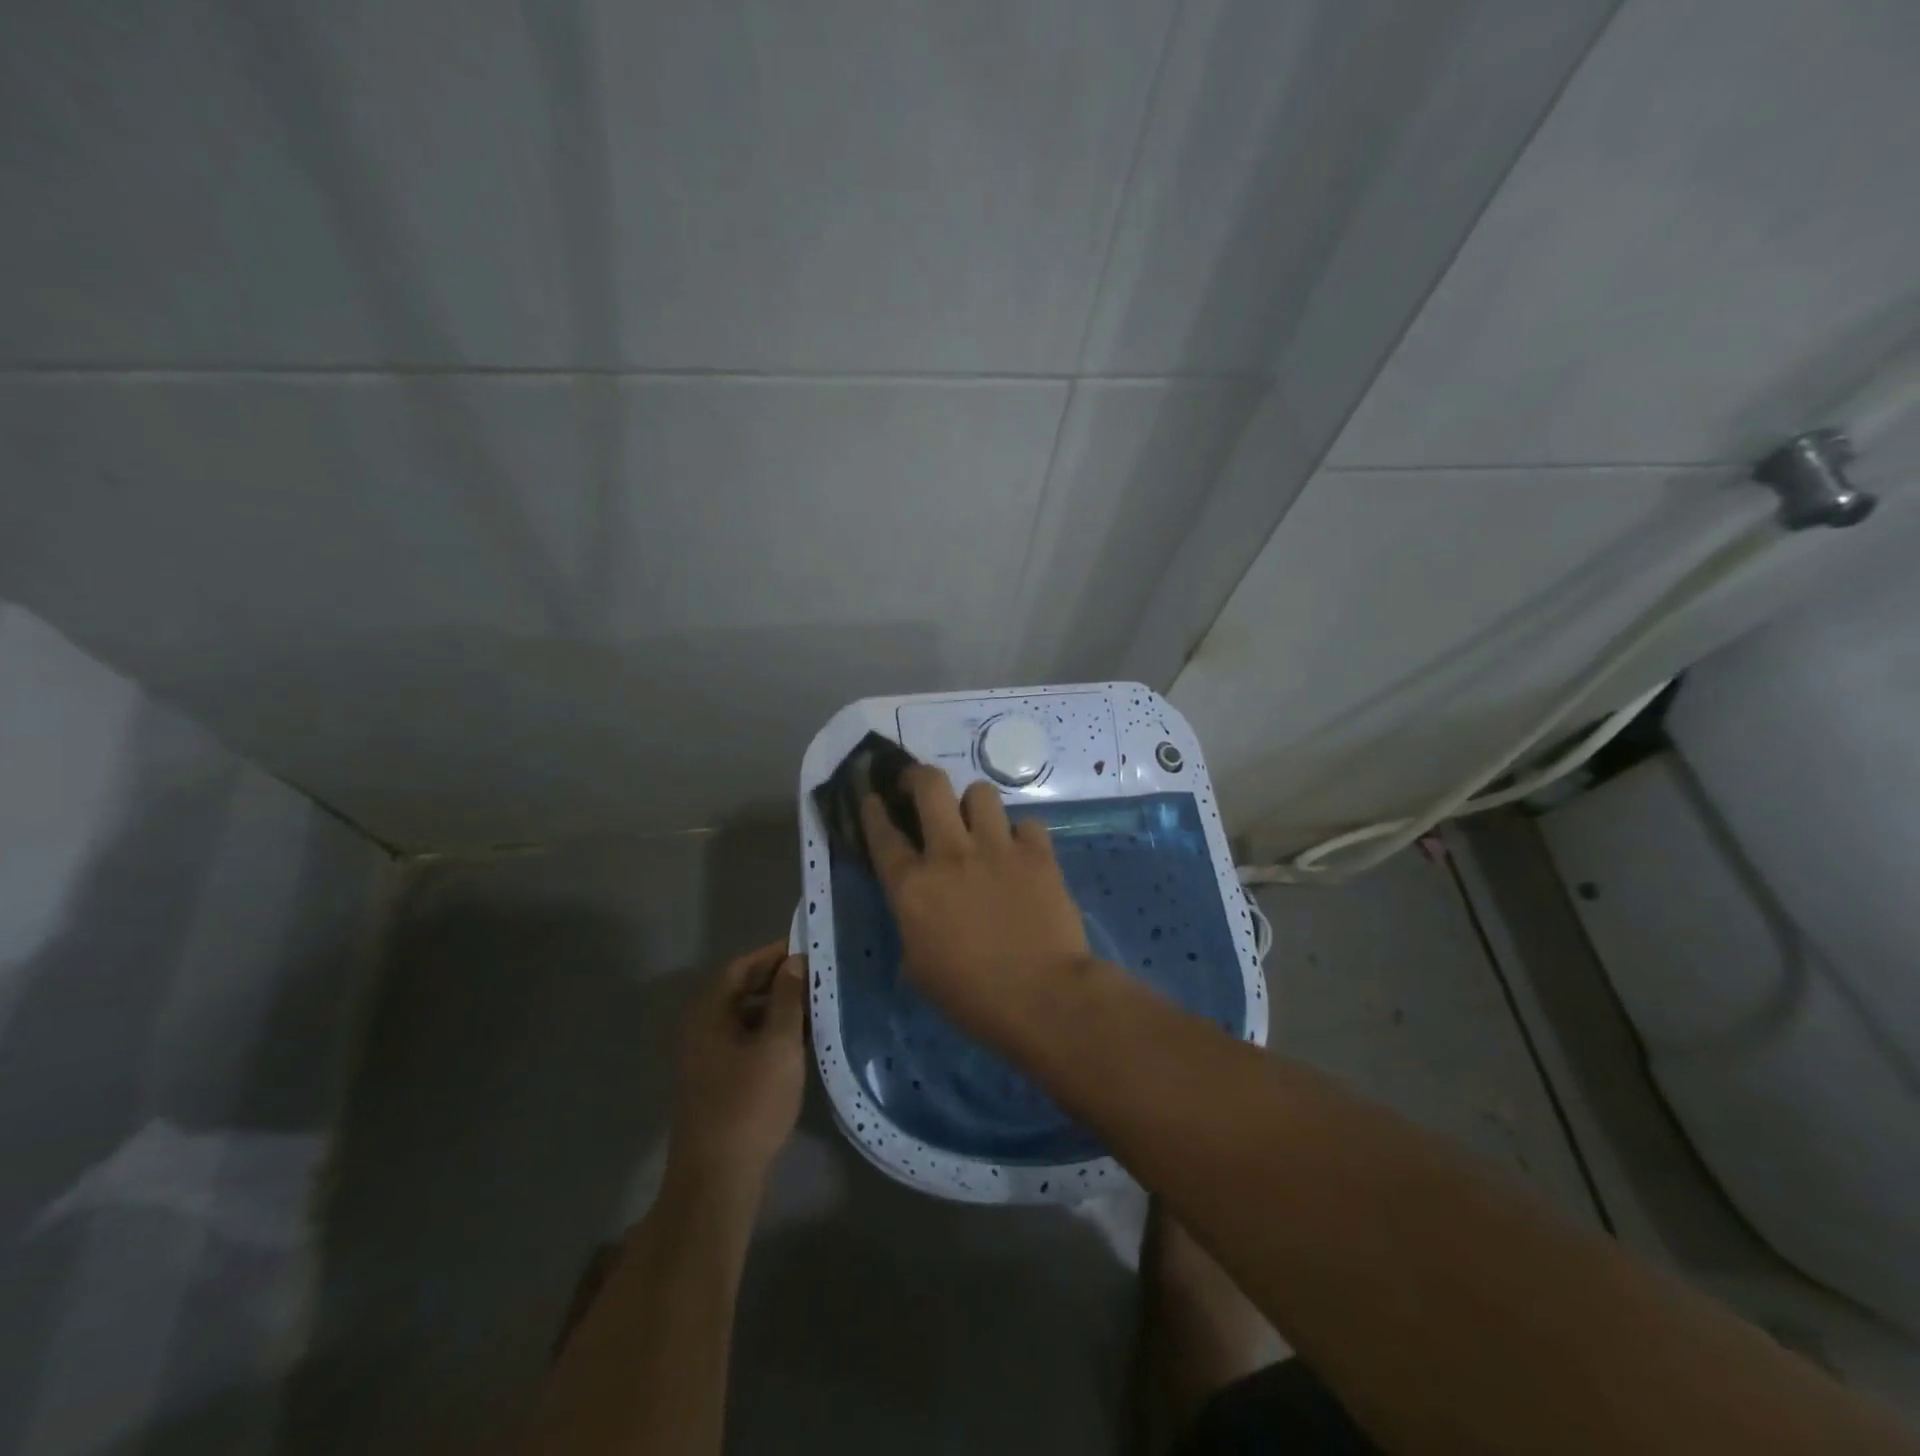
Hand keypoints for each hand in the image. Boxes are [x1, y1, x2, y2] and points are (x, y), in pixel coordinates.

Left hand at [666, 942, 807, 1200]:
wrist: (719, 1177)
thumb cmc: (750, 1101)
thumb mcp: (778, 1044)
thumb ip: (788, 998)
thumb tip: (794, 961)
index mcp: (710, 1013)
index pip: (741, 966)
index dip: (773, 954)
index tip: (808, 947)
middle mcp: (702, 1029)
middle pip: (742, 990)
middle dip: (779, 979)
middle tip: (818, 974)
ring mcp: (708, 1057)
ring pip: (746, 1017)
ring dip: (779, 1007)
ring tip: (818, 1004)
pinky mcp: (719, 1081)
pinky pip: (747, 1041)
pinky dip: (772, 1033)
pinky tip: (802, 1040)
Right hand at [861, 767, 1091, 1044]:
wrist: (1042, 997)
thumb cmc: (971, 996)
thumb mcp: (919, 969)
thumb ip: (912, 928)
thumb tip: (919, 913)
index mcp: (912, 886)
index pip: (883, 834)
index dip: (873, 810)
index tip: (872, 797)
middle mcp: (950, 854)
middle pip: (930, 785)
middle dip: (919, 776)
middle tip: (920, 787)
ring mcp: (997, 848)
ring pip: (980, 792)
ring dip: (974, 804)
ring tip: (978, 822)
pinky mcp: (1037, 853)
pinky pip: (1027, 823)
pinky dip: (1021, 835)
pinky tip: (1021, 852)